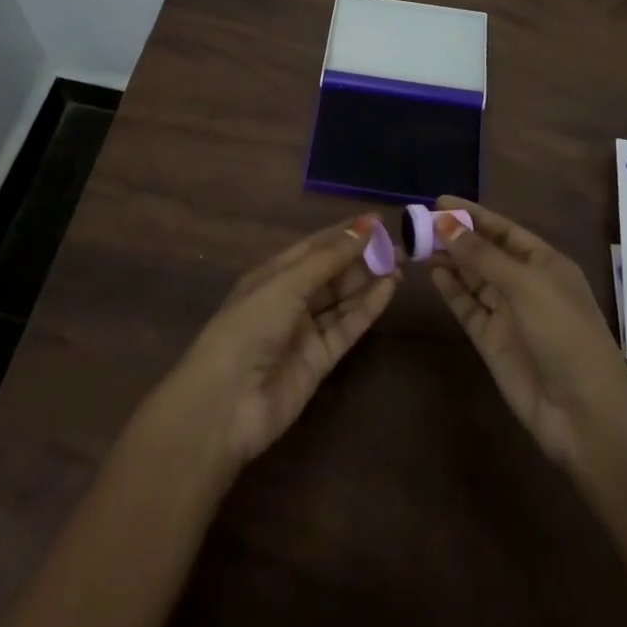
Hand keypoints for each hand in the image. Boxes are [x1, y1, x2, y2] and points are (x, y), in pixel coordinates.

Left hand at [153, 215, 398, 475]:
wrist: (226, 406)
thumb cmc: (248, 328)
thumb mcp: (286, 285)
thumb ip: (329, 258)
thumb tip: (366, 225)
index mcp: (272, 274)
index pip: (315, 246)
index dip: (345, 233)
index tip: (378, 220)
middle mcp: (289, 298)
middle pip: (332, 272)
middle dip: (362, 256)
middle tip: (399, 243)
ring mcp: (305, 330)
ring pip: (342, 299)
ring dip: (369, 280)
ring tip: (401, 262)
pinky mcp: (320, 360)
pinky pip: (347, 327)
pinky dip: (368, 308)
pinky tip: (389, 289)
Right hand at [429, 196, 626, 468]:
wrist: (584, 413)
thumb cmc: (564, 333)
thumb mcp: (525, 285)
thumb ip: (482, 255)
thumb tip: (445, 223)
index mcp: (545, 263)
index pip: (504, 230)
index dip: (473, 215)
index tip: (438, 201)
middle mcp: (526, 284)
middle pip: (485, 253)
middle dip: (456, 237)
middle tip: (418, 223)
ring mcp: (508, 314)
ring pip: (473, 279)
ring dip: (449, 261)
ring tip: (417, 244)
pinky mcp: (492, 342)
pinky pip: (468, 308)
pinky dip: (451, 291)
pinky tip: (432, 274)